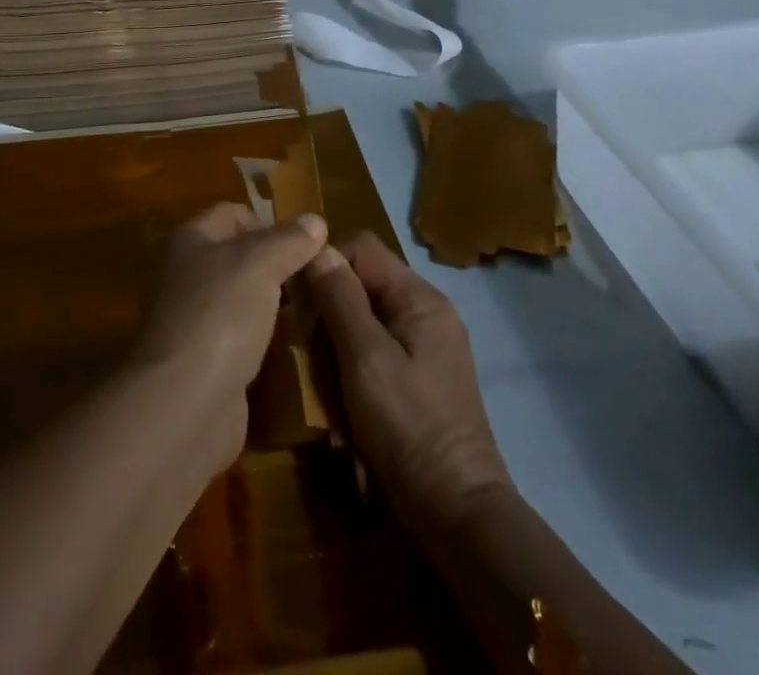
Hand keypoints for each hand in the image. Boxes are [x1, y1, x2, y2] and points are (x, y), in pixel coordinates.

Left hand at [130, 202, 328, 472]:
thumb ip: (290, 240)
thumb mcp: (261, 264)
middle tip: (312, 280)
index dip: (268, 223)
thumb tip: (315, 220)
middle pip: (238, 256)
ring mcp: (194, 320)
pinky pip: (241, 337)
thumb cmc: (220, 315)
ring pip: (242, 298)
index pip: (233, 213)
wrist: (185, 404)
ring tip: (308, 311)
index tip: (302, 247)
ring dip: (272, 304)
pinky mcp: (205, 362)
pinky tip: (289, 347)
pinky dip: (263, 339)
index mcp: (191, 240)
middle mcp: (187, 274)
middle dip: (275, 264)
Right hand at [307, 232, 513, 537]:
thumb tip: (318, 246)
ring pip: (367, 318)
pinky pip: (379, 349)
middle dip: (331, 308)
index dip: (327, 264)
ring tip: (324, 378)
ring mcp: (428, 346)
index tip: (300, 301)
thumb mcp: (365, 358)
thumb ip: (340, 299)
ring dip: (340, 341)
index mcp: (420, 297)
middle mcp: (428, 311)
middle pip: (365, 282)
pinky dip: (355, 364)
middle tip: (309, 348)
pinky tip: (344, 397)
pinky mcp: (423, 377)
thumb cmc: (408, 426)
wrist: (459, 513)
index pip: (363, 248)